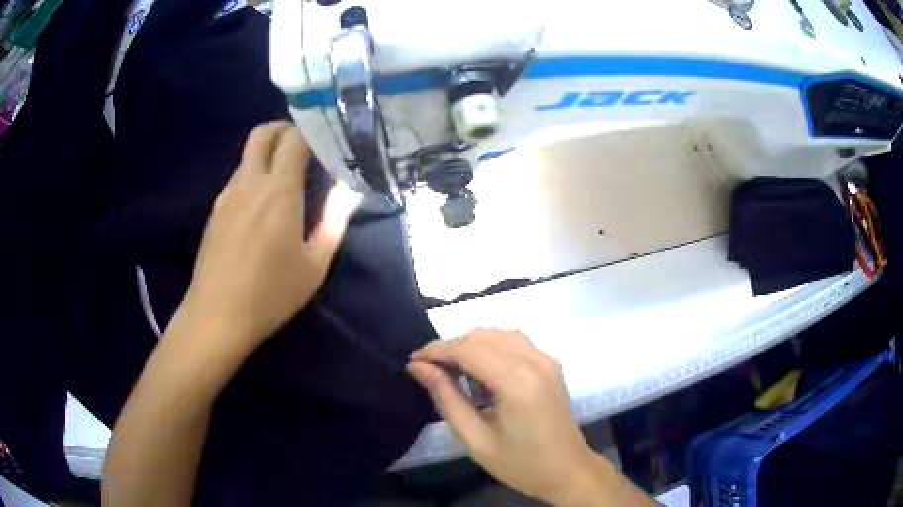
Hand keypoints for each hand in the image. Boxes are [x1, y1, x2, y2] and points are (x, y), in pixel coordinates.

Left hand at [171, 121, 360, 358]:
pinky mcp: (215, 210)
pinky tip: (262, 207)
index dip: (312, 132)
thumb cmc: (270, 295)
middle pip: (263, 133)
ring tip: (286, 179)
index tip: (327, 142)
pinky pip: (238, 177)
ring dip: (268, 154)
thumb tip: (350, 190)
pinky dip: (254, 175)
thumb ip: (334, 221)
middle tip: (305, 148)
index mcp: (279, 192)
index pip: (294, 139)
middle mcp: (250, 183)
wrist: (216, 316)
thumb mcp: (314, 266)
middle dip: (285, 129)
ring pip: (248, 155)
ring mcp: (227, 194)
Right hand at [408, 329, 603, 504]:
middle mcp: (535, 360)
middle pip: (482, 335)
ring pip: (498, 334)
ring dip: (471, 346)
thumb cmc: (520, 463)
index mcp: (518, 382)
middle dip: (451, 347)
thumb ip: (446, 399)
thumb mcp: (476, 439)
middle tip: (430, 371)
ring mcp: (547, 359)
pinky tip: (483, 373)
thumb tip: (418, 368)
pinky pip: (515, 341)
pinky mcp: (551, 363)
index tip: (412, 361)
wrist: (568, 470)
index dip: (436, 350)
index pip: (468, 349)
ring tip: (454, 373)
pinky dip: (492, 348)